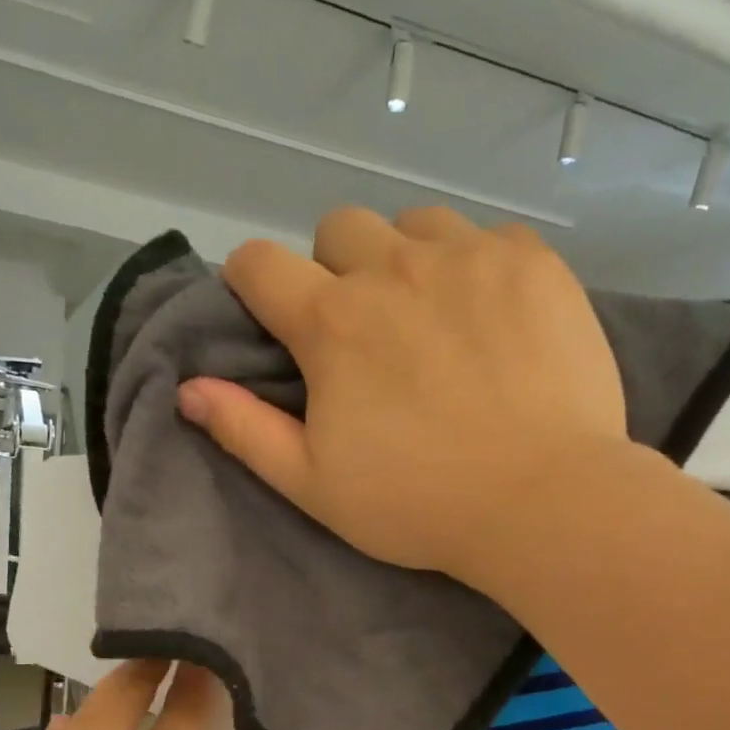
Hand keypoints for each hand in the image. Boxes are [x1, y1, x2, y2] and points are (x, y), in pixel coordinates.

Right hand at [177, 205, 628, 591]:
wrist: (542, 500)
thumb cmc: (416, 504)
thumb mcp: (313, 484)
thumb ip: (245, 430)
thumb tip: (187, 389)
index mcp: (332, 323)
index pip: (258, 264)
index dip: (250, 284)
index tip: (268, 316)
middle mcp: (394, 269)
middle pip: (339, 230)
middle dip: (334, 272)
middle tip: (361, 335)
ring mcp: (470, 256)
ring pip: (414, 225)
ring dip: (405, 261)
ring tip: (429, 321)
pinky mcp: (533, 262)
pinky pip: (487, 238)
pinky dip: (475, 268)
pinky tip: (491, 322)